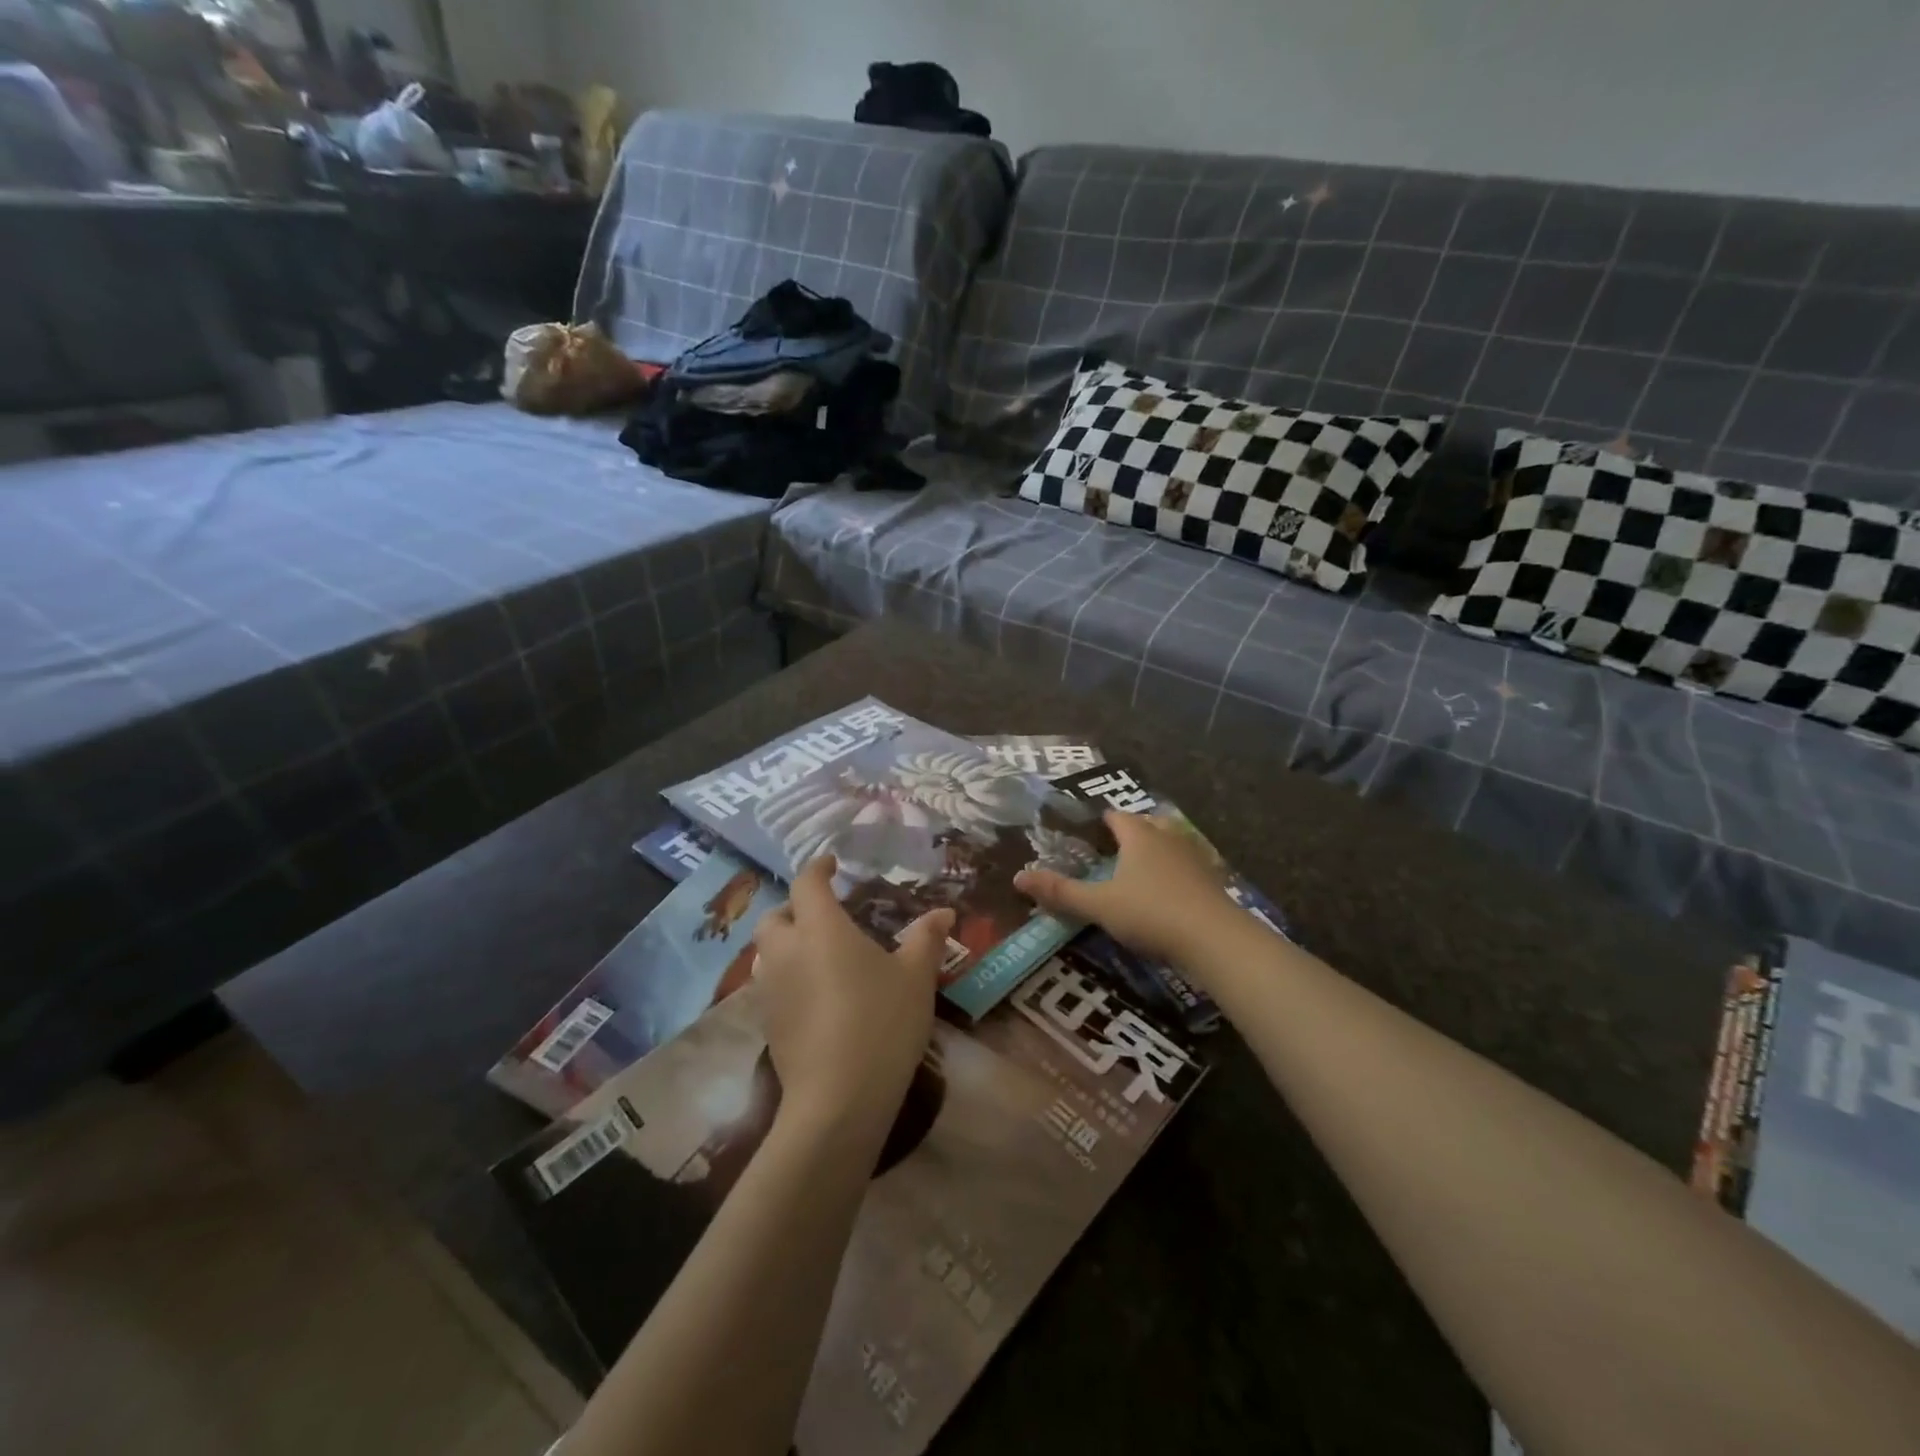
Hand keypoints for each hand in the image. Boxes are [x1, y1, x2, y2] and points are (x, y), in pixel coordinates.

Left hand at [751, 854, 950, 1135]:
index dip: (818, 869)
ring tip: (814, 953)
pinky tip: (812, 994)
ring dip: (784, 943)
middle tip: (822, 914)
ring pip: (765, 953)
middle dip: (793, 908)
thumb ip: (926, 939)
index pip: (807, 883)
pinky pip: (769, 985)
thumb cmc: (881, 1022)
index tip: (832, 864)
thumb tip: (944, 912)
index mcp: (820, 928)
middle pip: (774, 917)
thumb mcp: (916, 978)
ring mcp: (770, 990)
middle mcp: (786, 951)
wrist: (838, 1099)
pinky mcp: (766, 1024)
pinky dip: (785, 977)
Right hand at [1016, 809, 1239, 967]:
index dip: (1101, 821)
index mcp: (1138, 835)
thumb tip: (1018, 876)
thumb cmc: (1150, 913)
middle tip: (1111, 850)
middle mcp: (1167, 837)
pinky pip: (1187, 866)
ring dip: (1155, 851)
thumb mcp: (1099, 905)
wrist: (1215, 938)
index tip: (1086, 832)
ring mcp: (1194, 857)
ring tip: (1137, 870)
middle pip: (1146, 824)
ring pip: (1170, 843)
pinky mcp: (1212, 880)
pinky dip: (1175, 873)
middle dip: (1130, 832)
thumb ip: (1061, 892)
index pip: (1116, 816)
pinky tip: (1168, 893)